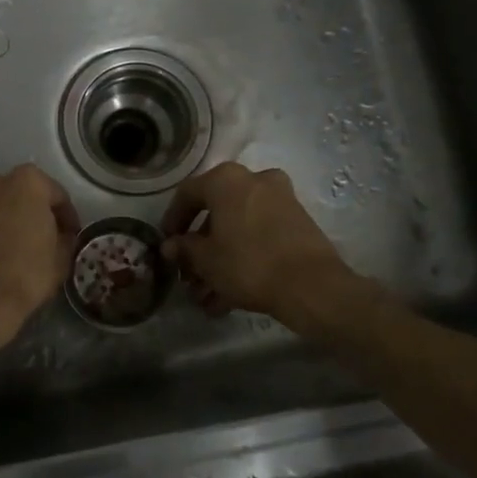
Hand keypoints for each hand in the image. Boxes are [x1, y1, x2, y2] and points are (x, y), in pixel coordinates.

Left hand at [0, 165, 78, 347]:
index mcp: (24, 183)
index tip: (69, 236)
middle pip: (13, 195)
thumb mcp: (61, 260)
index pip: (54, 194)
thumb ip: (63, 239)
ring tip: (1, 255)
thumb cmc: (24, 276)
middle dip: (24, 213)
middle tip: (33, 240)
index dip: (65, 216)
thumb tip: (60, 237)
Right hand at [161, 163, 347, 321]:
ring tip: (207, 297)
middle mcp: (254, 181)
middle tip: (188, 276)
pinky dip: (243, 260)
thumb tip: (171, 246)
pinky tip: (229, 297)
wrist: (310, 285)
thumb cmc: (247, 263)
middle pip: (216, 214)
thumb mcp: (205, 259)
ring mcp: (280, 201)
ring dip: (220, 261)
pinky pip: (259, 238)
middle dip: (200, 249)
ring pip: (238, 229)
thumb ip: (184, 248)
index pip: (187, 194)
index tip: (166, 244)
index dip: (172, 220)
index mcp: (226, 180)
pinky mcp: (297, 224)